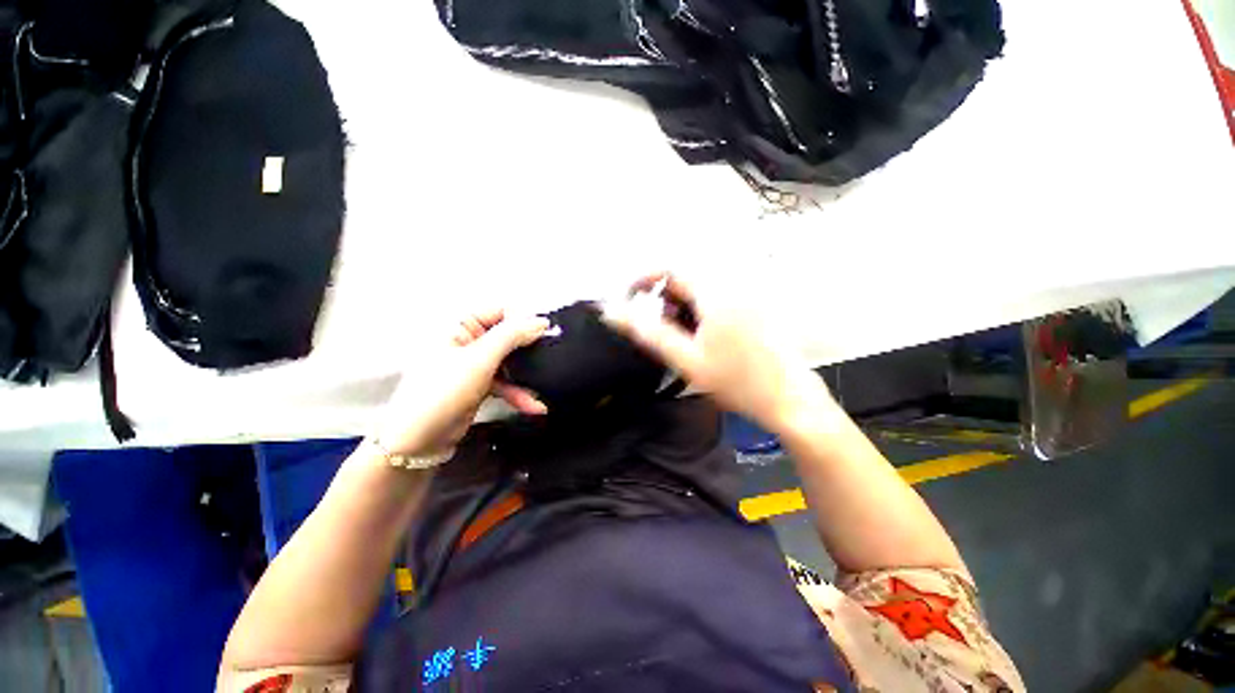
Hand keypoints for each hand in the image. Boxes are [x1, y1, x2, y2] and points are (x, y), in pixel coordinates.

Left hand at [372, 310, 549, 456]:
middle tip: (554, 355)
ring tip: (547, 384)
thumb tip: (542, 321)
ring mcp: (474, 365)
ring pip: (509, 362)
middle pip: (507, 337)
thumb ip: (511, 336)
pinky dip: (518, 393)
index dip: (524, 319)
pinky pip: (505, 383)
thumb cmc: (443, 391)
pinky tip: (535, 406)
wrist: (416, 442)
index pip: (499, 311)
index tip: (548, 332)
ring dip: (527, 375)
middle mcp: (467, 341)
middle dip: (529, 348)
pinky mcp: (479, 386)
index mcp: (460, 326)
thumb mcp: (480, 359)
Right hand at [602, 272, 831, 431]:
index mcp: (716, 291)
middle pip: (686, 276)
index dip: (644, 279)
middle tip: (658, 327)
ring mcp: (749, 293)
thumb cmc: (736, 381)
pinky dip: (701, 309)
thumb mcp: (685, 359)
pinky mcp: (756, 305)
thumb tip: (612, 311)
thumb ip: (647, 332)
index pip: (670, 267)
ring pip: (701, 287)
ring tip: (681, 336)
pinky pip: (718, 295)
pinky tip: (704, 336)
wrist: (788, 399)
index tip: (630, 299)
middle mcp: (734, 283)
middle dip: (664, 297)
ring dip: (682, 304)